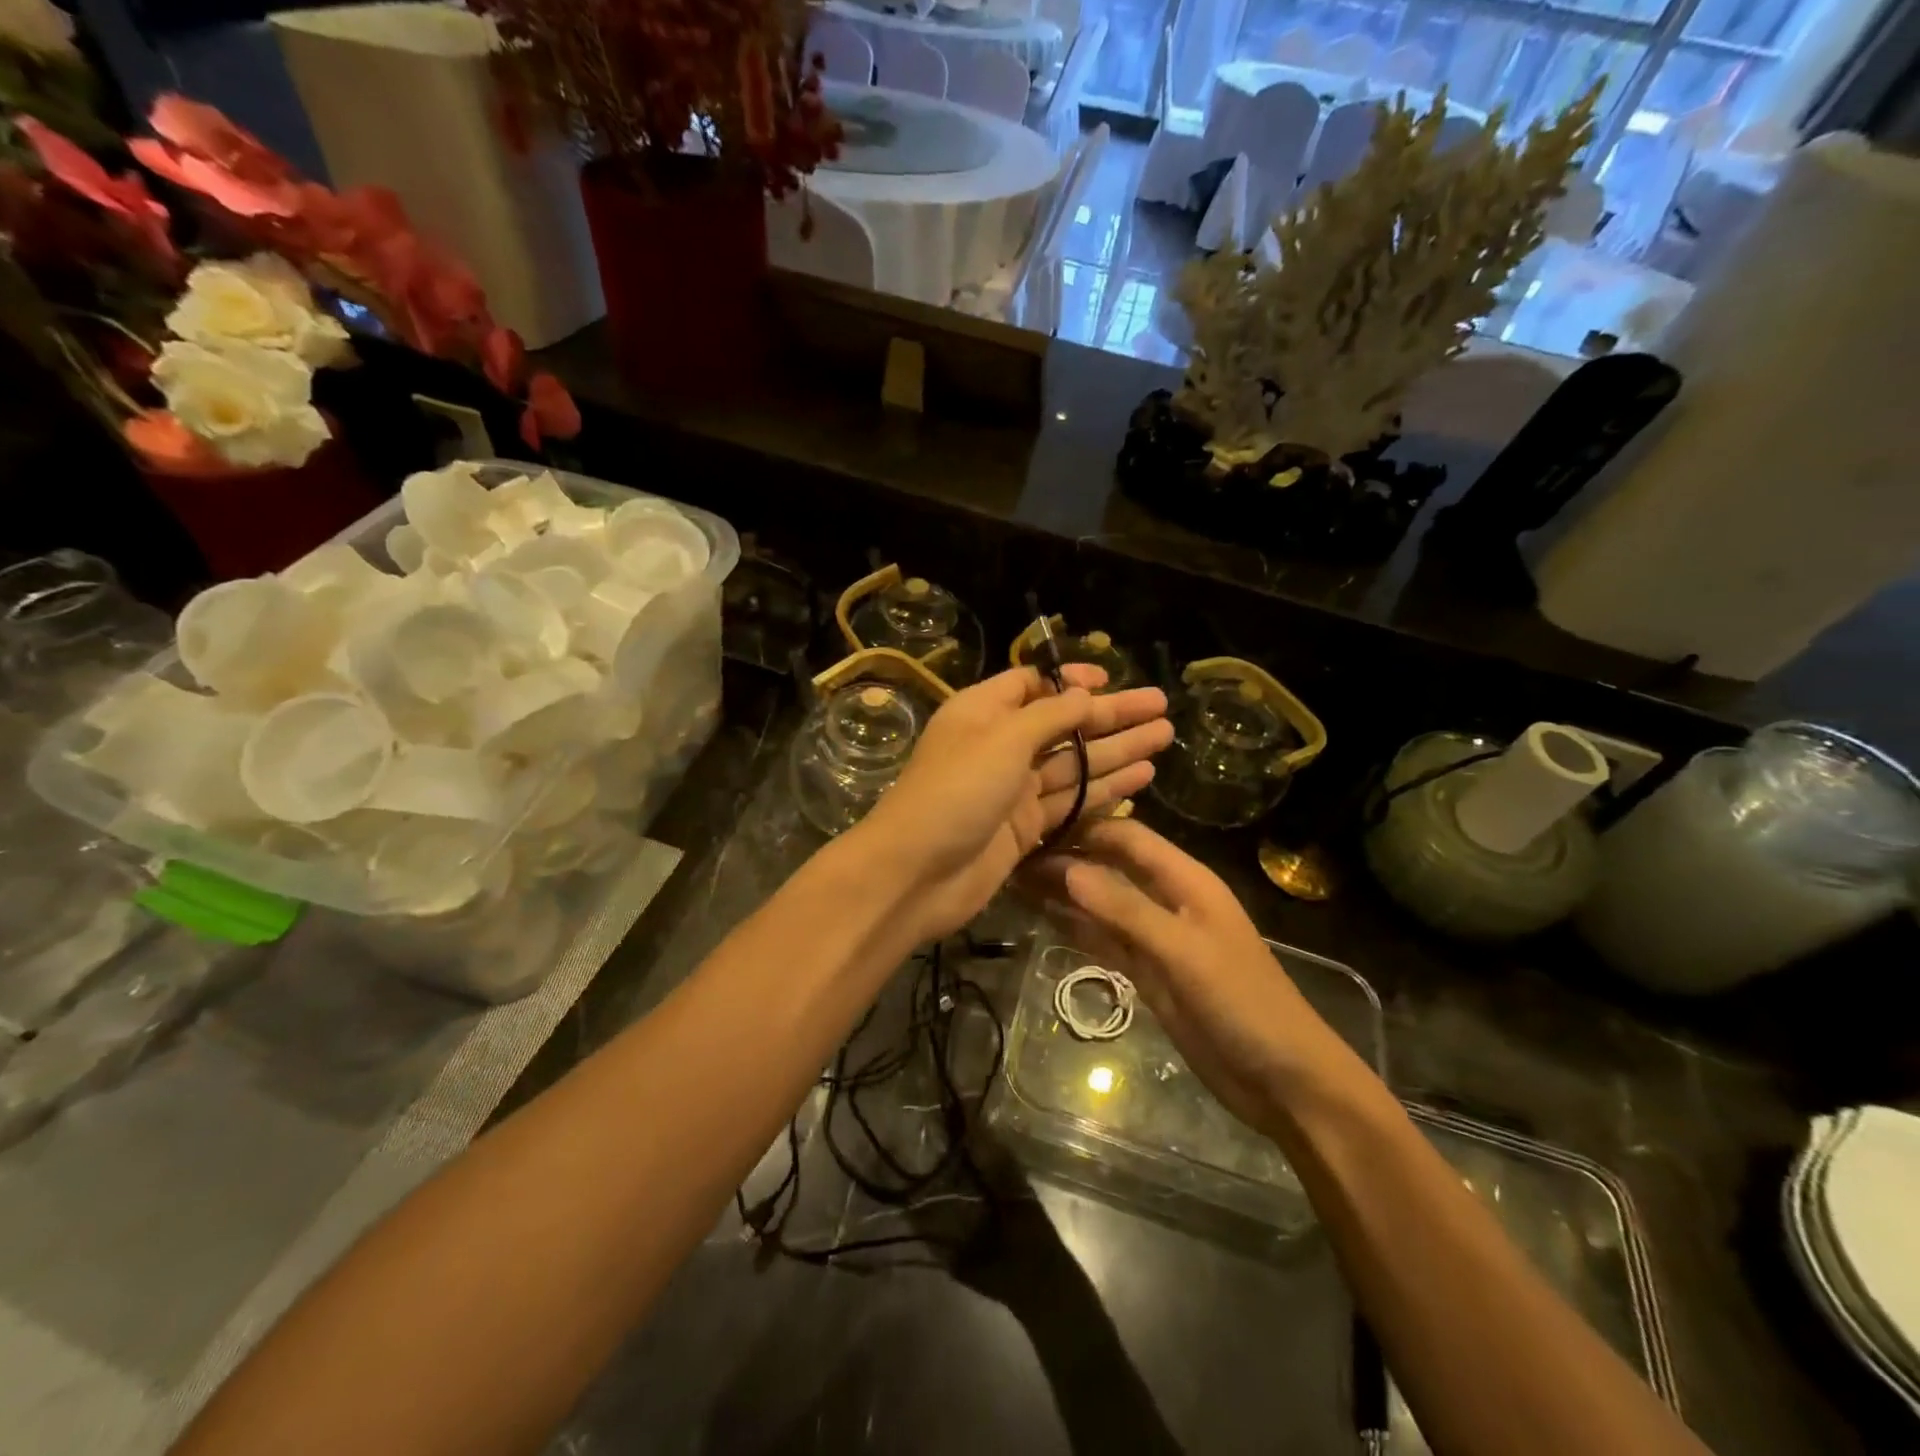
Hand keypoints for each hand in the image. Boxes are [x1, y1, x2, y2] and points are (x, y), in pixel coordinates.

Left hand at [850, 665, 1170, 945]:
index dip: (1071, 681)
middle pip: (1063, 724)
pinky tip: (1141, 778)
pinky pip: (1071, 801)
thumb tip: (1084, 693)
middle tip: (1162, 707)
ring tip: (1165, 736)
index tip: (1111, 679)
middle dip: (1111, 715)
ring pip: (1074, 764)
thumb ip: (1049, 716)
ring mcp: (1013, 790)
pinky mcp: (1025, 828)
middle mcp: (1000, 746)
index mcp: (983, 712)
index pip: (1032, 684)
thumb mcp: (1002, 739)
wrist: (917, 873)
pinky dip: (1104, 790)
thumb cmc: (955, 791)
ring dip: (1118, 750)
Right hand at [1031, 818, 1353, 1134]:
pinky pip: (1105, 939)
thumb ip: (1125, 909)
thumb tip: (1066, 868)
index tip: (1032, 829)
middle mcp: (1167, 899)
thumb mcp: (1183, 952)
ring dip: (1064, 892)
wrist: (1283, 1080)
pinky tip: (1041, 917)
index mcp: (1186, 880)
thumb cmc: (1242, 1004)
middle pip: (1109, 866)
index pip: (1126, 836)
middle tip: (1009, 857)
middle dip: (1066, 858)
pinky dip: (1075, 927)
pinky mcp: (1148, 972)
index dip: (1082, 828)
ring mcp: (1156, 938)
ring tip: (1012, 880)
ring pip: (1102, 903)